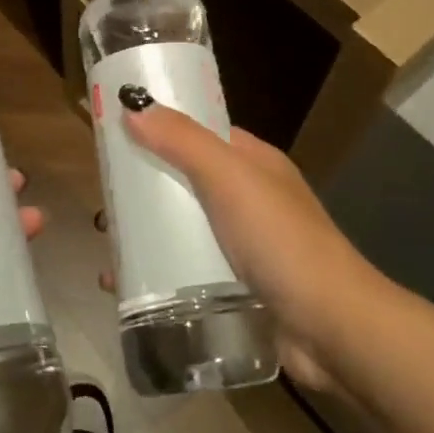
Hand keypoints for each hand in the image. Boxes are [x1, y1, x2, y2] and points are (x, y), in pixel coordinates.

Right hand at [113, 103, 380, 392]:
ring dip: (147, 237)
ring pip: (185, 231)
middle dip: (145, 192)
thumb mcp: (229, 178)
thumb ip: (182, 141)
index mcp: (255, 163)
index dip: (161, 131)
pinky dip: (159, 275)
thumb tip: (134, 104)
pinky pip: (190, 272)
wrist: (331, 328)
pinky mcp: (239, 289)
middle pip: (187, 184)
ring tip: (106, 251)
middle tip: (102, 206)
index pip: (202, 134)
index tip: (116, 139)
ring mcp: (247, 247)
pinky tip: (126, 288)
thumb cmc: (280, 241)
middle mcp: (251, 199)